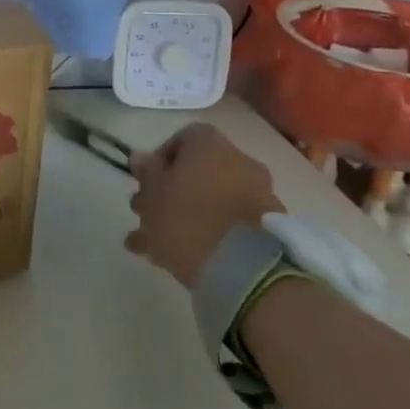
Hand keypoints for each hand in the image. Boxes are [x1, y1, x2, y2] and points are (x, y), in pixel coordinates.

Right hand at [125, 123, 283, 287]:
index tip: (146, 181)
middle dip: (169, 191)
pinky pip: (228, 223)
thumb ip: (147, 172)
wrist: (245, 270)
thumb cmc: (187, 220)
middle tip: (146, 214)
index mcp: (211, 146)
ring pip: (210, 200)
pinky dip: (206, 234)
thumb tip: (141, 156)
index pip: (184, 137)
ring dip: (183, 216)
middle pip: (198, 171)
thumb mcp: (153, 195)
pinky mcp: (267, 229)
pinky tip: (176, 259)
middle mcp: (240, 163)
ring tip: (153, 245)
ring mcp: (258, 196)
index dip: (161, 158)